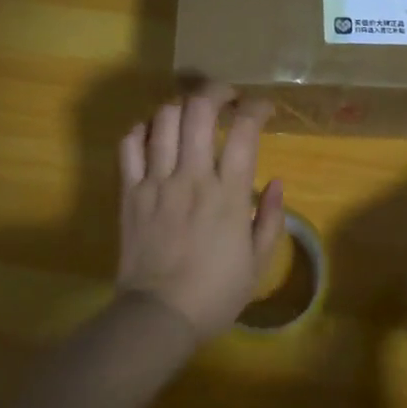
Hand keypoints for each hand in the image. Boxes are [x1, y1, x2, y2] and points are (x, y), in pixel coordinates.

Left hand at [116, 87, 285, 341]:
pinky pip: (129, 146)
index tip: (263, 108)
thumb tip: (277, 182)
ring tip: (190, 114)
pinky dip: (142, 130)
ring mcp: (156, 182)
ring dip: (181, 107)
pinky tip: (154, 135)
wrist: (159, 316)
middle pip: (199, 110)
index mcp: (228, 194)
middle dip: (216, 91)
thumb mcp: (258, 262)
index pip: (244, 131)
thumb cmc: (215, 294)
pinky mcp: (130, 192)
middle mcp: (192, 177)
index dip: (256, 108)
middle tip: (226, 96)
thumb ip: (271, 218)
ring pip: (164, 120)